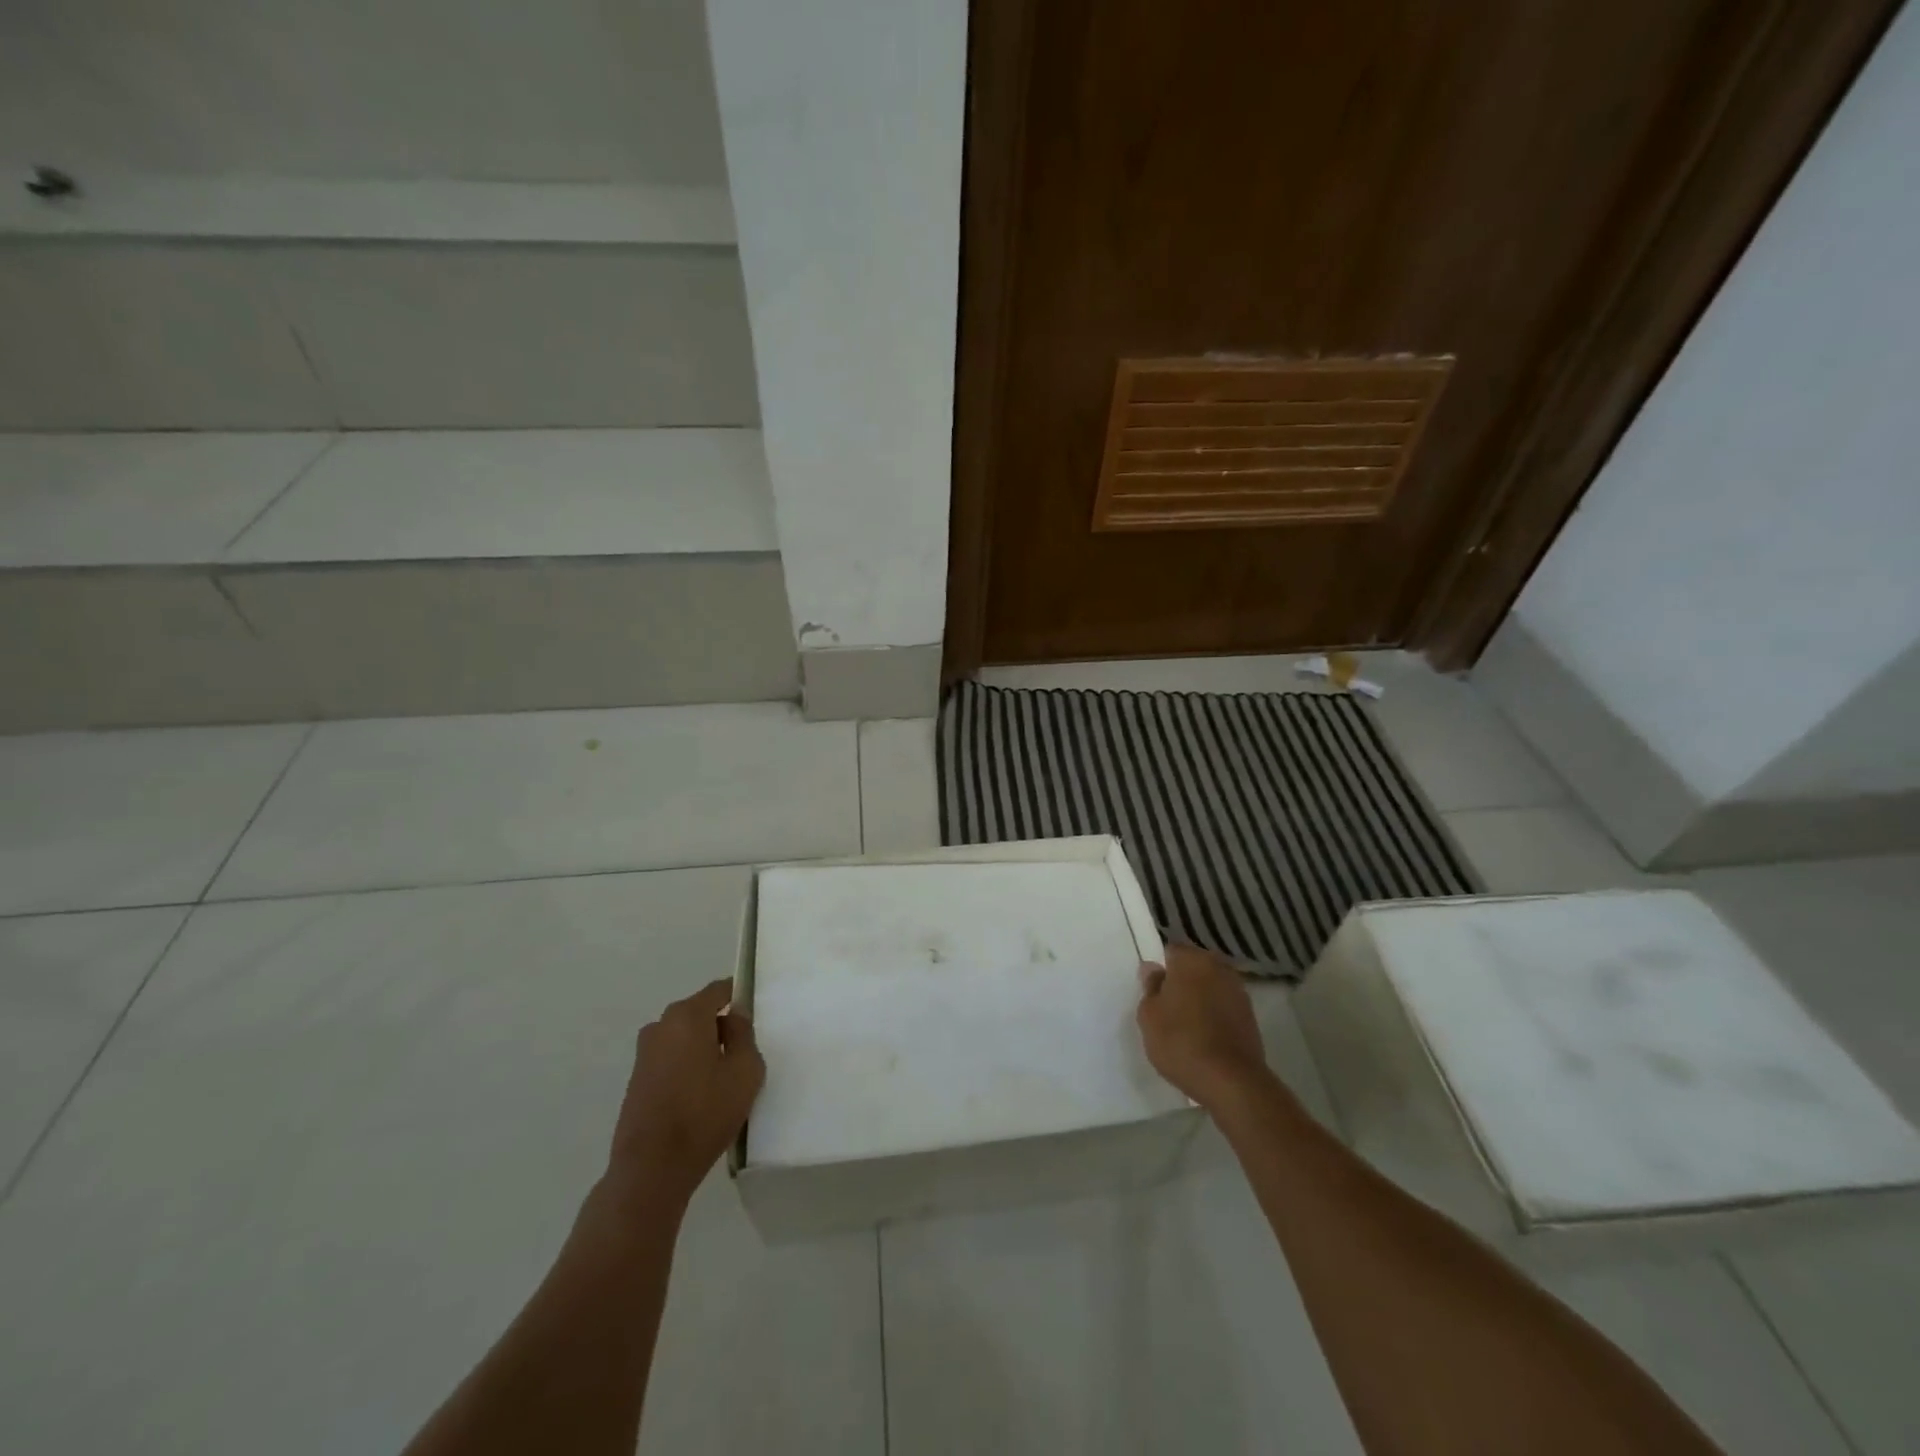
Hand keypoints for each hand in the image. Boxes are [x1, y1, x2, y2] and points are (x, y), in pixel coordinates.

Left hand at [609, 980, 765, 1205]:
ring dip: (703, 1048)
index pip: (720, 990)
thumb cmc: (705, 1112)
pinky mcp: (637, 1079)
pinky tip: (699, 1095)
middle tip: (742, 1052)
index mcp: (688, 1015)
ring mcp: (644, 1053)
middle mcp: (661, 1025)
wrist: (652, 1168)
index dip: (739, 997)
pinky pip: (671, 1058)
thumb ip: (743, 1034)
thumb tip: (733, 1017)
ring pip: (684, 1037)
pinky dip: (686, 1066)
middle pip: (700, 1012)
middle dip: (721, 1026)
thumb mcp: (745, 1070)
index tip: (755, 1017)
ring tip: (722, 1078)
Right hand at [1137, 944, 1271, 1111]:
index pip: (1171, 951)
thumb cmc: (1181, 1042)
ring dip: (1200, 998)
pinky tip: (1204, 1036)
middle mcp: (1218, 967)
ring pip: (1211, 986)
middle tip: (1167, 1007)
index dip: (1160, 969)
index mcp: (1192, 959)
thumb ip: (1150, 987)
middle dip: (1182, 981)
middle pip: (1194, 967)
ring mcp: (1238, 991)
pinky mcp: (1250, 1016)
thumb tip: (1153, 969)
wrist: (1231, 1082)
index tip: (1153, 991)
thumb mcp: (1149, 1016)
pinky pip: (1224, 1006)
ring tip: (1186, 1025)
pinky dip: (1215, 1015)